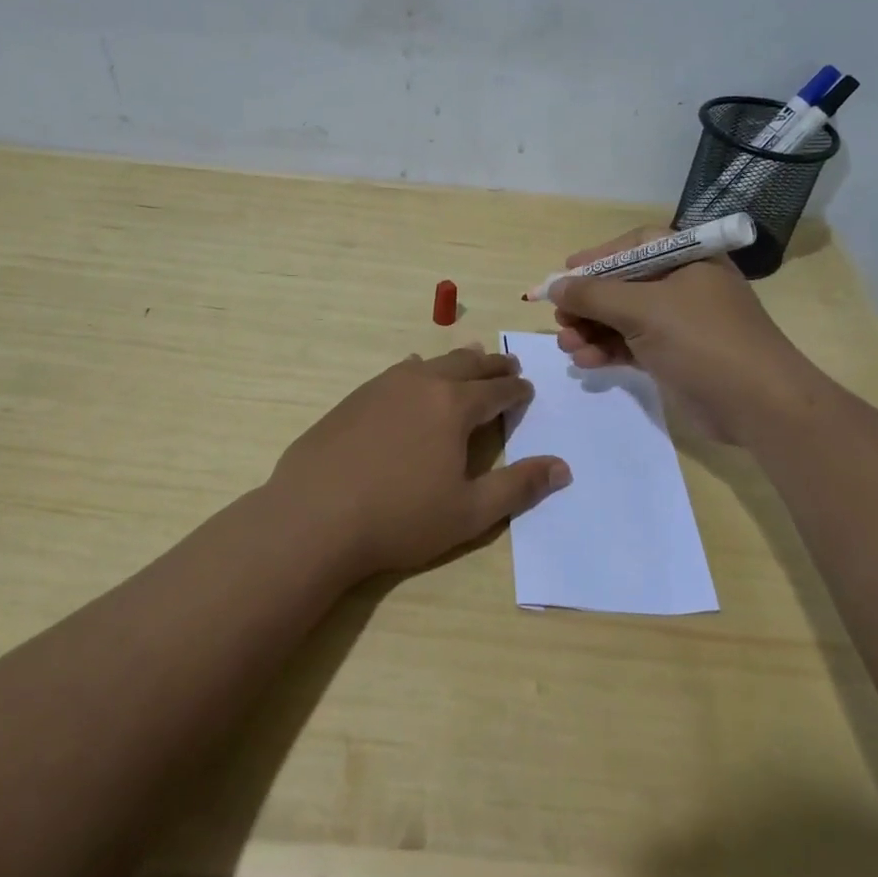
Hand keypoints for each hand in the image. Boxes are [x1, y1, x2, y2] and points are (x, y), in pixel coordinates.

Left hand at [268, 346, 569, 577]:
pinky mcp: (355, 397)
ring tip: (471, 359)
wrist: (314, 515)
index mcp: (455, 406)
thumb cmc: (400, 517)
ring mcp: (384, 385)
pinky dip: (419, 369)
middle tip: (508, 366)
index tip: (527, 390)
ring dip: (457, 361)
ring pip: (432, 362)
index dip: (516, 391)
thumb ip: (518, 487)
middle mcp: (423, 383)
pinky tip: (414, 372)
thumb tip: (563, 467)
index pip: (497, 391)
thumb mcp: (469, 512)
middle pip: (467, 365)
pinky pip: (399, 371)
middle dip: (492, 366)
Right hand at [548, 226, 810, 442]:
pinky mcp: (675, 356)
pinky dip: (607, 350)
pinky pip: (631, 345)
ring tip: (567, 346)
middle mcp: (683, 285)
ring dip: (592, 330)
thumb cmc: (703, 340)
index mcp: (687, 259)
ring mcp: (680, 323)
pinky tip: (586, 362)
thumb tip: (554, 286)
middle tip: (560, 319)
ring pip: (623, 318)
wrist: (758, 403)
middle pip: (623, 284)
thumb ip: (594, 294)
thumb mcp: (644, 309)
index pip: (634, 246)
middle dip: (588, 303)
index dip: (597, 258)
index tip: (564, 274)